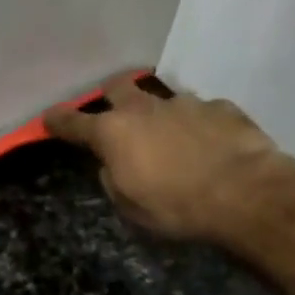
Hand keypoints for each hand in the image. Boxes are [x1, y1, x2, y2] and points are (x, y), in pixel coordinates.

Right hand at [43, 73, 294, 243]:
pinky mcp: (221, 107)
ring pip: (162, 99)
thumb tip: (113, 165)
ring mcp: (186, 103)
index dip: (59, 121)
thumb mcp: (130, 207)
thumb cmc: (176, 208)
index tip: (49, 117)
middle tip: (116, 112)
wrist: (244, 194)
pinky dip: (198, 126)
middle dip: (112, 95)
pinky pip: (200, 112)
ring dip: (160, 114)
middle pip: (119, 86)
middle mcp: (145, 108)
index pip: (75, 122)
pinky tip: (209, 146)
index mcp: (114, 133)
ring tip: (172, 140)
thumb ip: (114, 179)